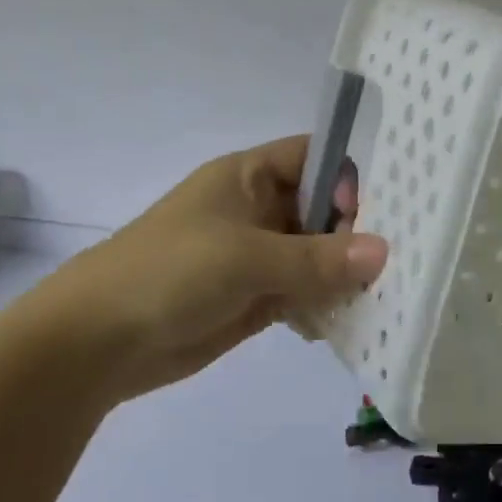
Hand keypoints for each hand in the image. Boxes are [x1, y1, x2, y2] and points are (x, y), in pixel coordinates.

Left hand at [4, 137, 386, 410]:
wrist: (96, 344)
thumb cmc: (168, 274)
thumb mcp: (246, 257)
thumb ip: (317, 257)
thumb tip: (383, 251)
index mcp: (249, 177)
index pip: (316, 157)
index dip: (350, 175)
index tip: (386, 208)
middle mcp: (258, 210)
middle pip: (324, 208)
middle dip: (359, 230)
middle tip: (405, 256)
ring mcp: (257, 257)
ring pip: (318, 255)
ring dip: (345, 273)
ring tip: (388, 293)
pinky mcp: (256, 298)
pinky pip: (304, 293)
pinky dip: (325, 305)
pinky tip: (348, 323)